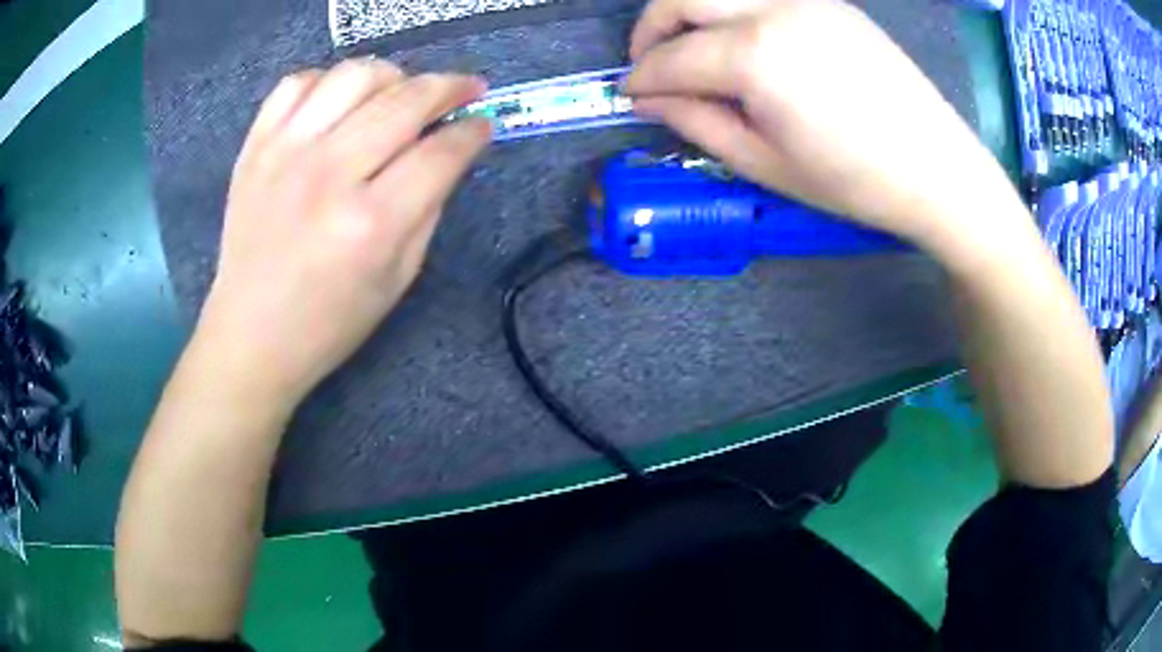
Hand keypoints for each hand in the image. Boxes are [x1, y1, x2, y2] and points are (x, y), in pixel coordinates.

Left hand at [194, 59, 490, 406]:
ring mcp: (284, 153)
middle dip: (449, 87)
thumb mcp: (399, 278)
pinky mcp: (255, 147)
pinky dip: (328, 81)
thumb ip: (430, 205)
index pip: (440, 152)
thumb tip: (451, 150)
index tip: (483, 124)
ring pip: (354, 75)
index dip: (472, 132)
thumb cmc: (330, 323)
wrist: (251, 335)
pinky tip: (339, 103)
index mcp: (371, 224)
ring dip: (392, 76)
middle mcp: (328, 175)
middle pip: (405, 100)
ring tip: (399, 94)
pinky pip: (298, 83)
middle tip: (465, 90)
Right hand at [626, 0, 1014, 249]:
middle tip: (650, 65)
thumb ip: (698, 122)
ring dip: (689, 13)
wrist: (937, 169)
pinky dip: (733, 12)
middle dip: (651, 28)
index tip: (629, 96)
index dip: (642, 79)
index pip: (673, 57)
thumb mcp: (765, 165)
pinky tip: (740, 44)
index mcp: (756, 56)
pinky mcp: (828, 3)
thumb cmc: (854, 181)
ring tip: (690, 52)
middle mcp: (774, 9)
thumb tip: (650, 99)